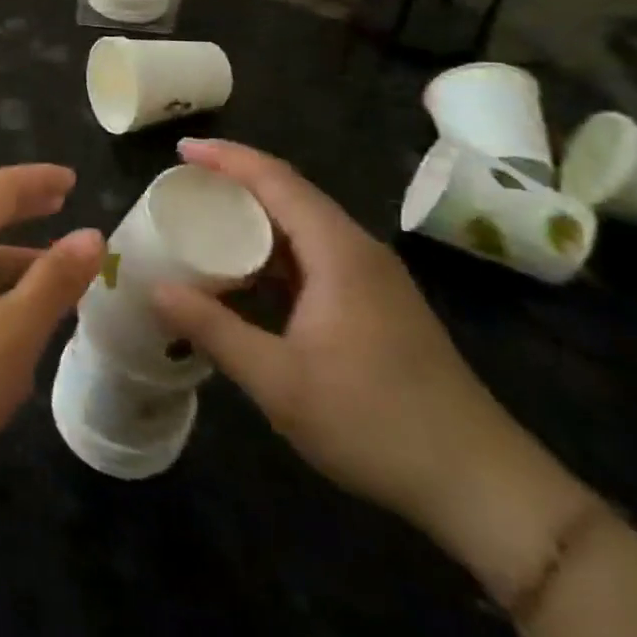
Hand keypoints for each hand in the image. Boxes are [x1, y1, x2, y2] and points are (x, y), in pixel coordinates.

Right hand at [152, 140, 536, 537]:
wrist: (482, 486)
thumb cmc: (375, 423)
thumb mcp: (279, 382)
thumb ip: (213, 329)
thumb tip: (154, 289)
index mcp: (339, 252)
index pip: (276, 179)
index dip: (226, 158)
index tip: (180, 150)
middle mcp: (358, 251)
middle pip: (290, 193)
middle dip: (234, 181)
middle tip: (181, 186)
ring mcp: (372, 278)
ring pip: (303, 225)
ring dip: (254, 217)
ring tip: (203, 221)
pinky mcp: (376, 304)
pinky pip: (314, 255)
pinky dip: (272, 251)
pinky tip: (247, 274)